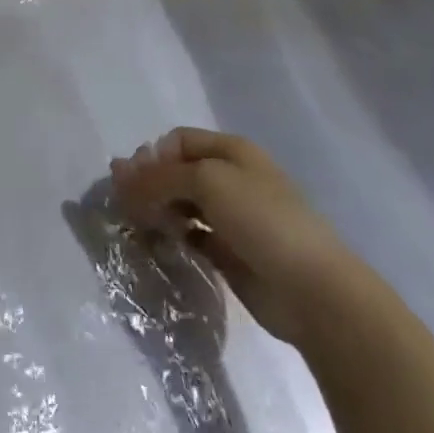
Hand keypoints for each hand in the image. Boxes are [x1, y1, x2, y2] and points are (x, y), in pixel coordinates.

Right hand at [110, 129, 373, 349]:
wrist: (314, 291)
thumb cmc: (262, 220)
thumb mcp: (206, 182)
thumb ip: (159, 177)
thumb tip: (119, 173)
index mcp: (231, 151)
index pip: (177, 141)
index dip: (151, 156)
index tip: (132, 181)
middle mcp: (230, 178)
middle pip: (177, 171)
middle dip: (150, 184)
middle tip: (127, 206)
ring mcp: (231, 217)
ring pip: (181, 203)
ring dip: (158, 210)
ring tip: (141, 226)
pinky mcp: (229, 252)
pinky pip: (190, 234)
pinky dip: (173, 236)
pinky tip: (162, 245)